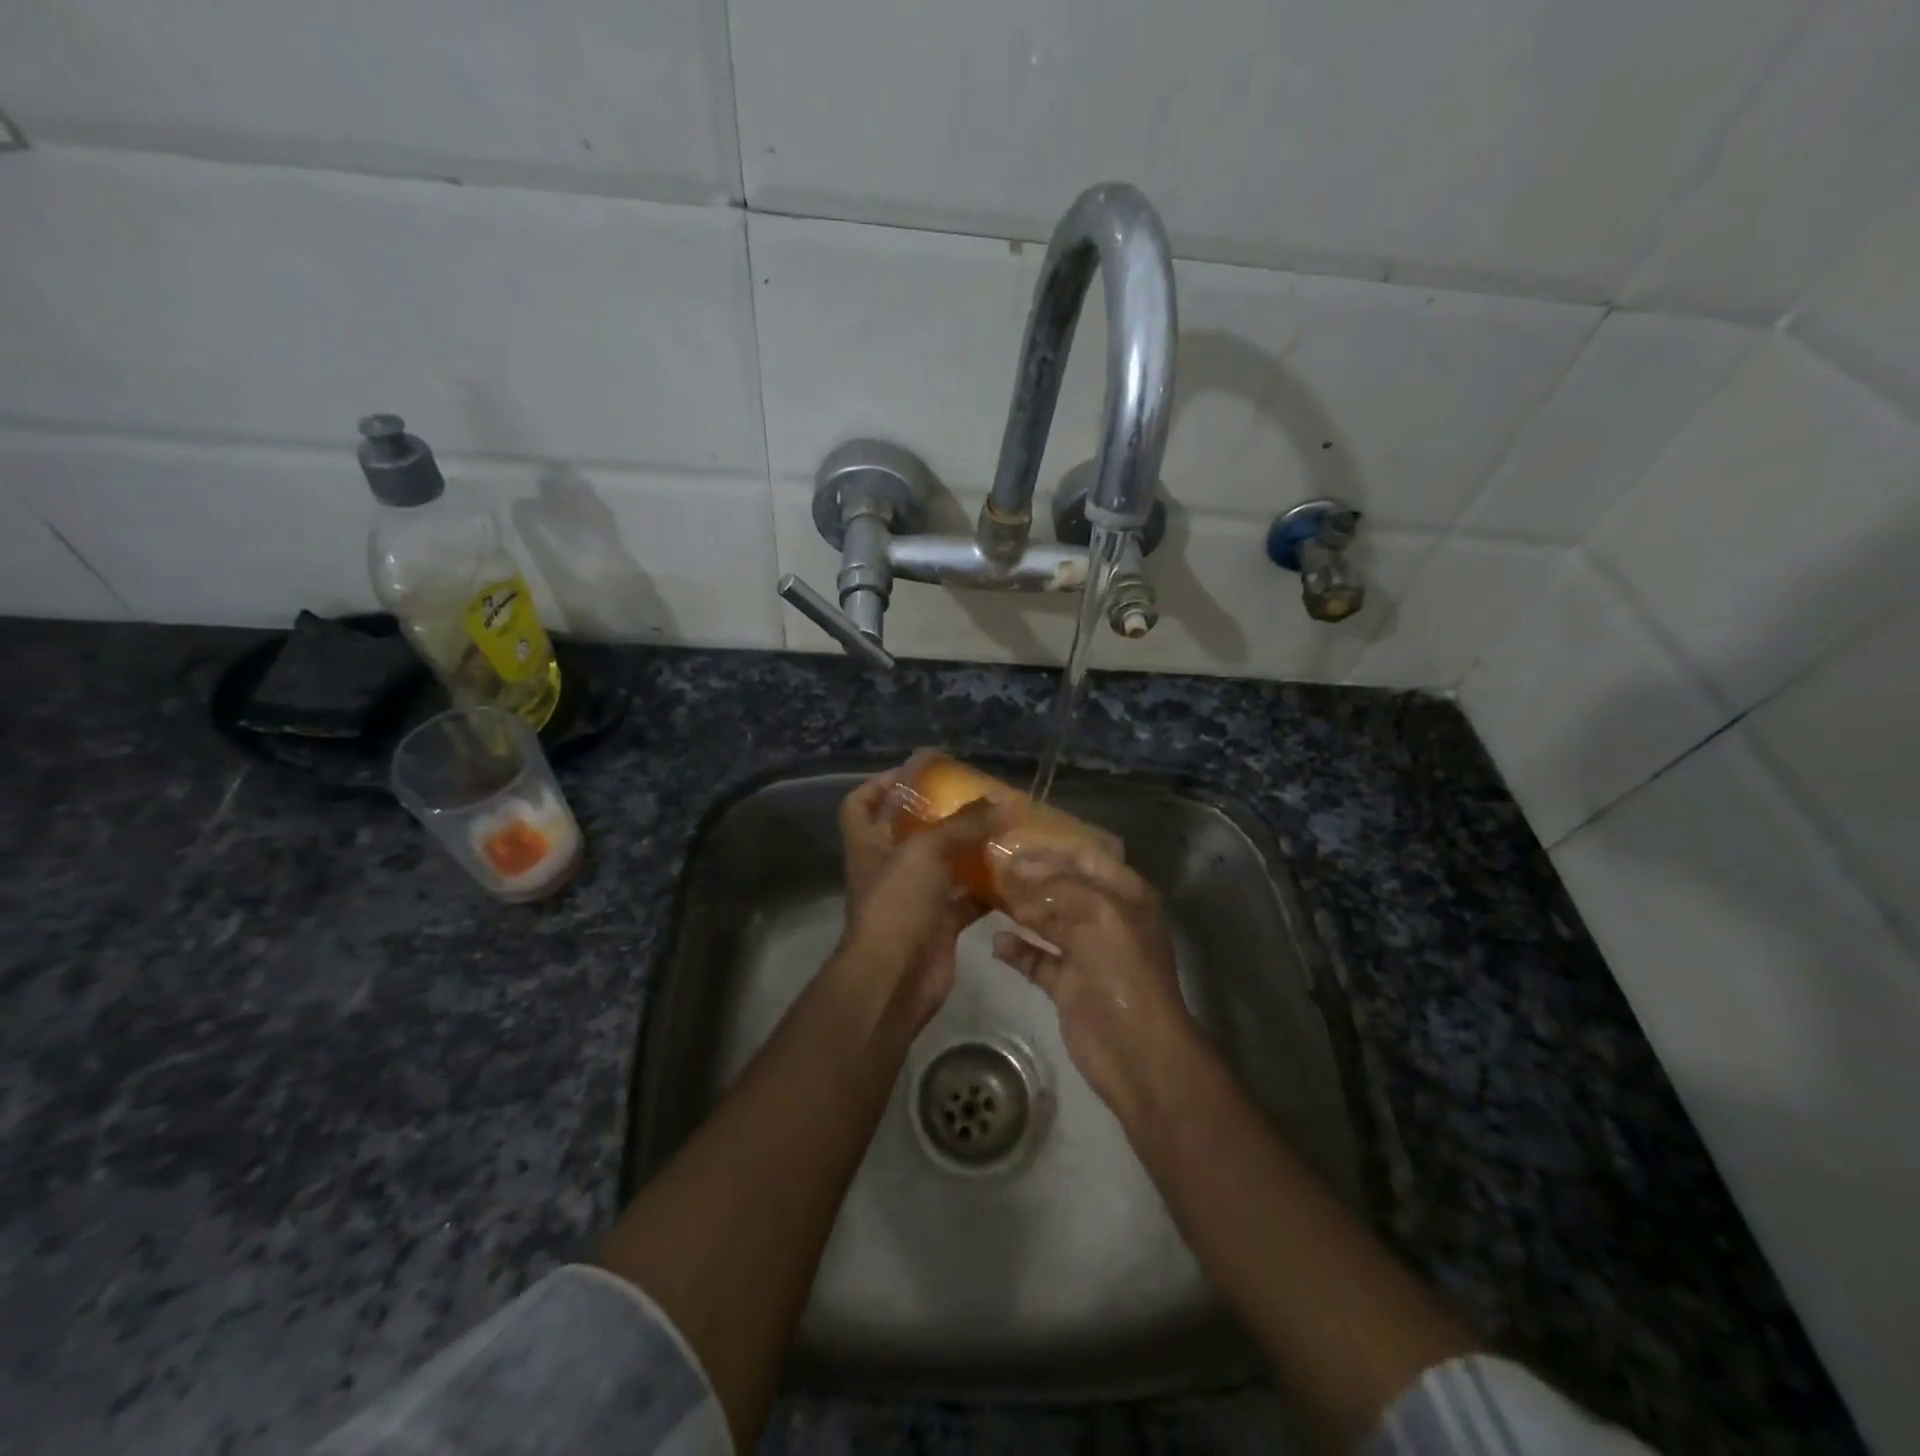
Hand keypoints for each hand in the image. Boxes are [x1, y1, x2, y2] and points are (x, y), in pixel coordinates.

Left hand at [833, 759, 1000, 1031]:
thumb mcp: (927, 850)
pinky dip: (989, 887)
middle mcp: (890, 867)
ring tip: (1004, 827)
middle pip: (910, 830)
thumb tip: (1005, 801)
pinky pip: (968, 897)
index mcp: (870, 844)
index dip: (882, 782)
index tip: (918, 769)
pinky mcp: (941, 923)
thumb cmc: (898, 904)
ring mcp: (915, 897)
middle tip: (977, 796)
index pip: (861, 803)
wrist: (896, 978)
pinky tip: (1016, 872)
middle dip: (941, 813)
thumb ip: (965, 824)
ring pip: (945, 863)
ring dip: (971, 848)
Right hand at [992, 843, 1202, 1121]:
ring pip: (1047, 920)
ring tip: (984, 893)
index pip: (1086, 858)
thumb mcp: (1100, 914)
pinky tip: (996, 942)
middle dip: (1029, 876)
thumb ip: (1060, 886)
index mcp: (1126, 896)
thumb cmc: (1125, 972)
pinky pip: (1037, 958)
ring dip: (1020, 908)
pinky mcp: (1067, 983)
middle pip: (1063, 887)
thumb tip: (1018, 867)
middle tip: (989, 865)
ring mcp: (1086, 952)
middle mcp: (1106, 918)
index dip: (1052, 848)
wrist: (1136, 1051)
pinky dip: (1018, 950)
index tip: (1012, 839)